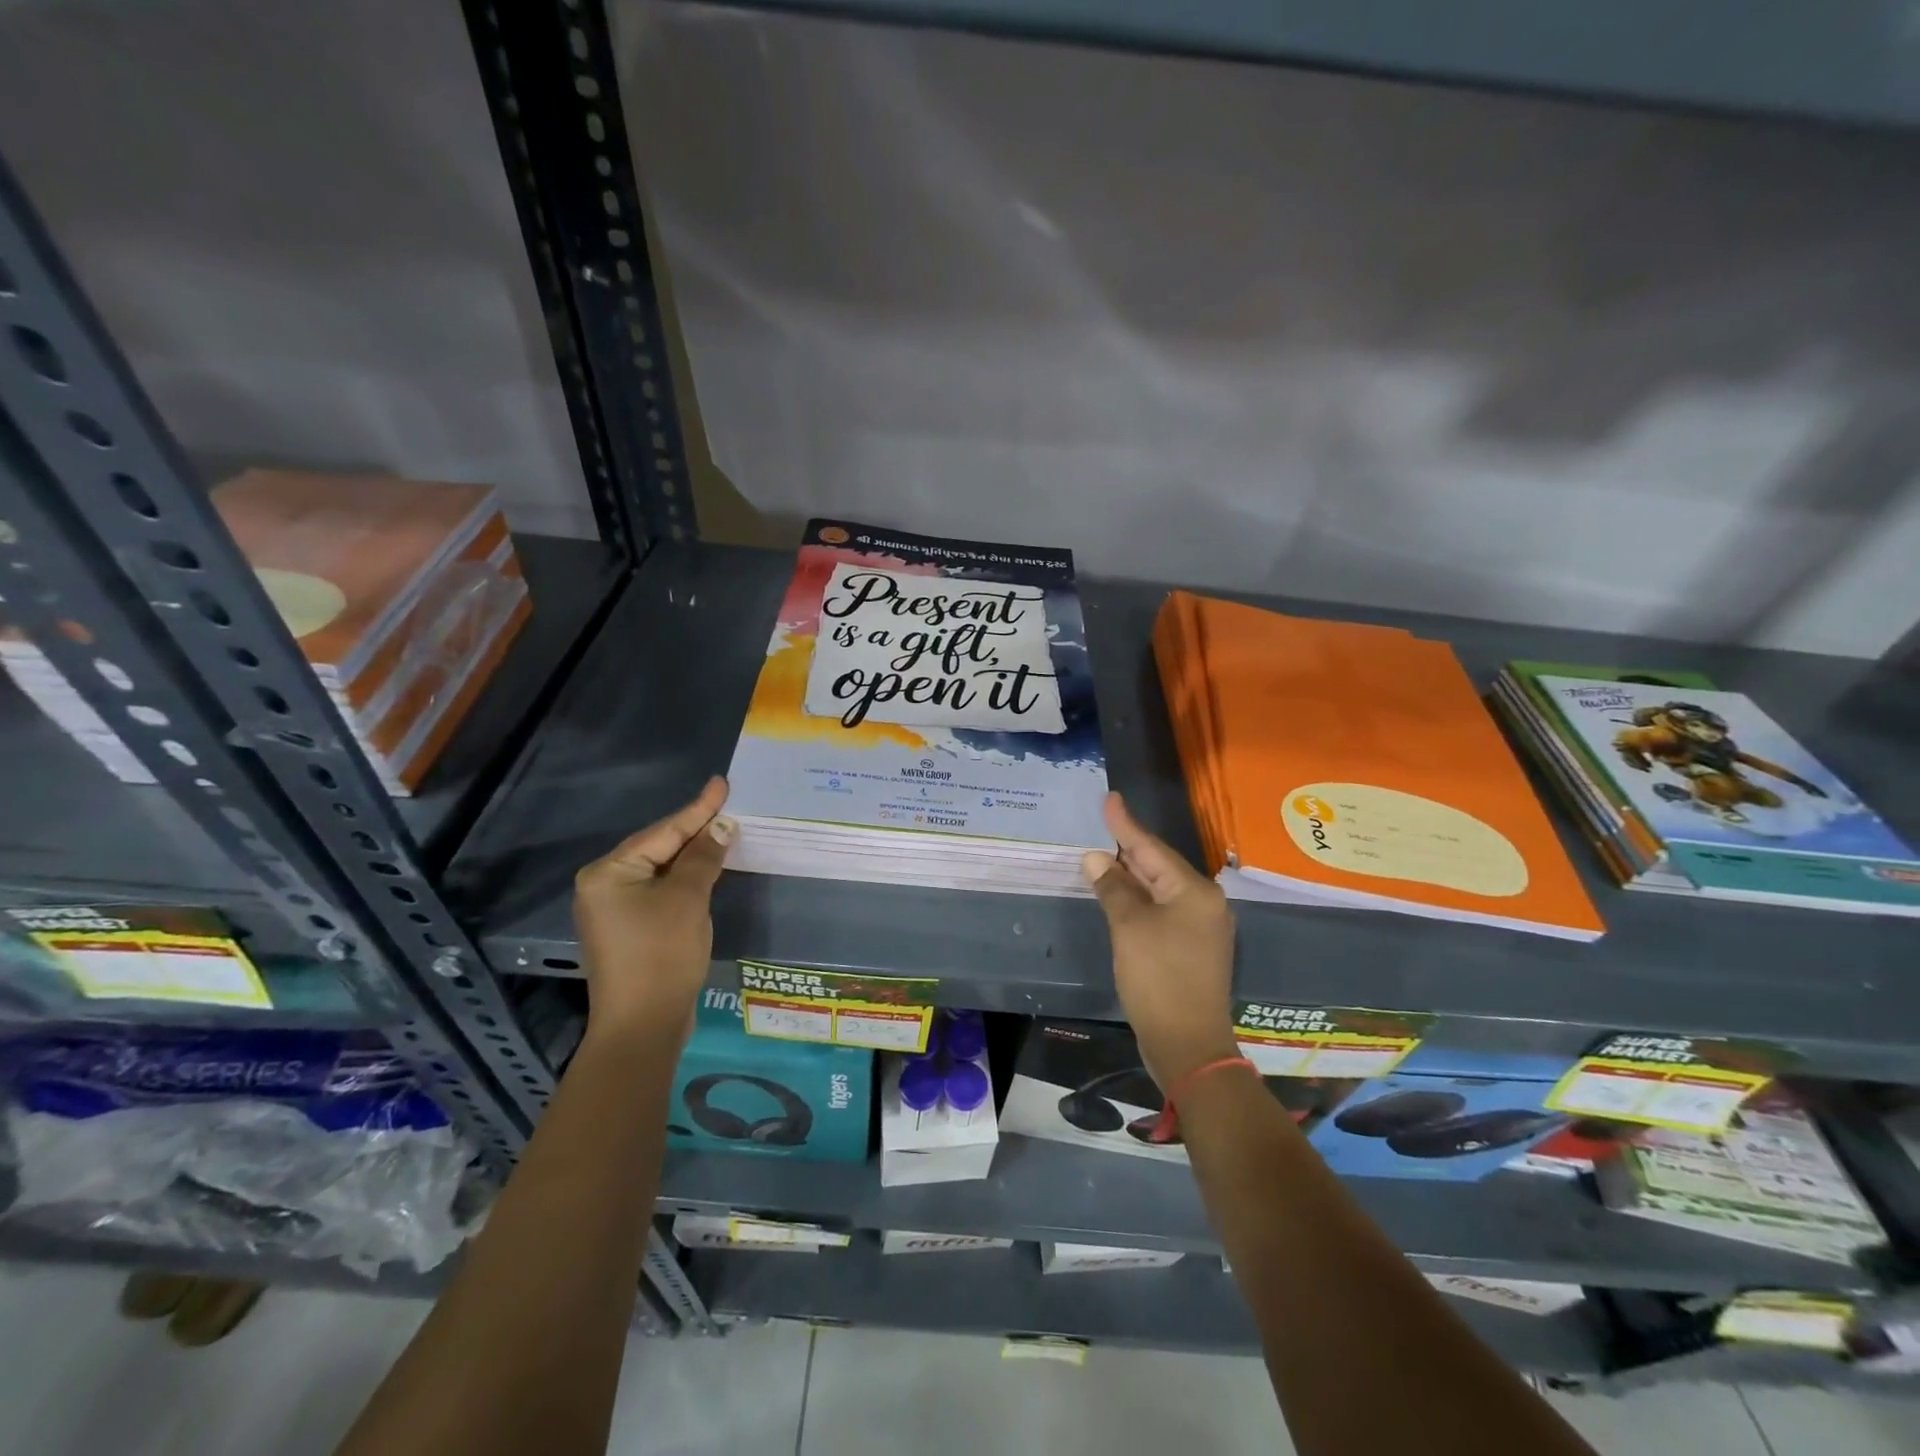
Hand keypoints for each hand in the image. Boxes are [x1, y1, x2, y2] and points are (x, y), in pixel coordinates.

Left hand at [573, 777, 732, 1045]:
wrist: (643, 1027)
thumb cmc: (662, 954)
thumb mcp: (688, 898)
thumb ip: (703, 857)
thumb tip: (721, 826)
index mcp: (608, 873)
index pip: (663, 832)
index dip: (698, 809)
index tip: (721, 783)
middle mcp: (604, 886)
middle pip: (659, 847)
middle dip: (695, 830)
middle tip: (728, 805)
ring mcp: (615, 910)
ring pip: (662, 870)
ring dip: (693, 854)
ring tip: (723, 829)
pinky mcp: (631, 930)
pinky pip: (661, 891)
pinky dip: (686, 879)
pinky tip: (708, 869)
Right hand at [1082, 792, 1239, 1090]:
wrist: (1189, 1046)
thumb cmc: (1159, 979)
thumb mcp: (1129, 928)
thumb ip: (1113, 888)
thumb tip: (1096, 858)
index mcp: (1194, 891)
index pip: (1151, 848)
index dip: (1125, 824)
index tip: (1110, 798)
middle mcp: (1204, 903)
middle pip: (1159, 866)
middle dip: (1128, 847)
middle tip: (1103, 822)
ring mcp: (1200, 928)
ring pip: (1160, 889)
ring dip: (1131, 874)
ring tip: (1105, 852)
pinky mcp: (1191, 948)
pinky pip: (1162, 910)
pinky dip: (1139, 899)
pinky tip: (1120, 893)